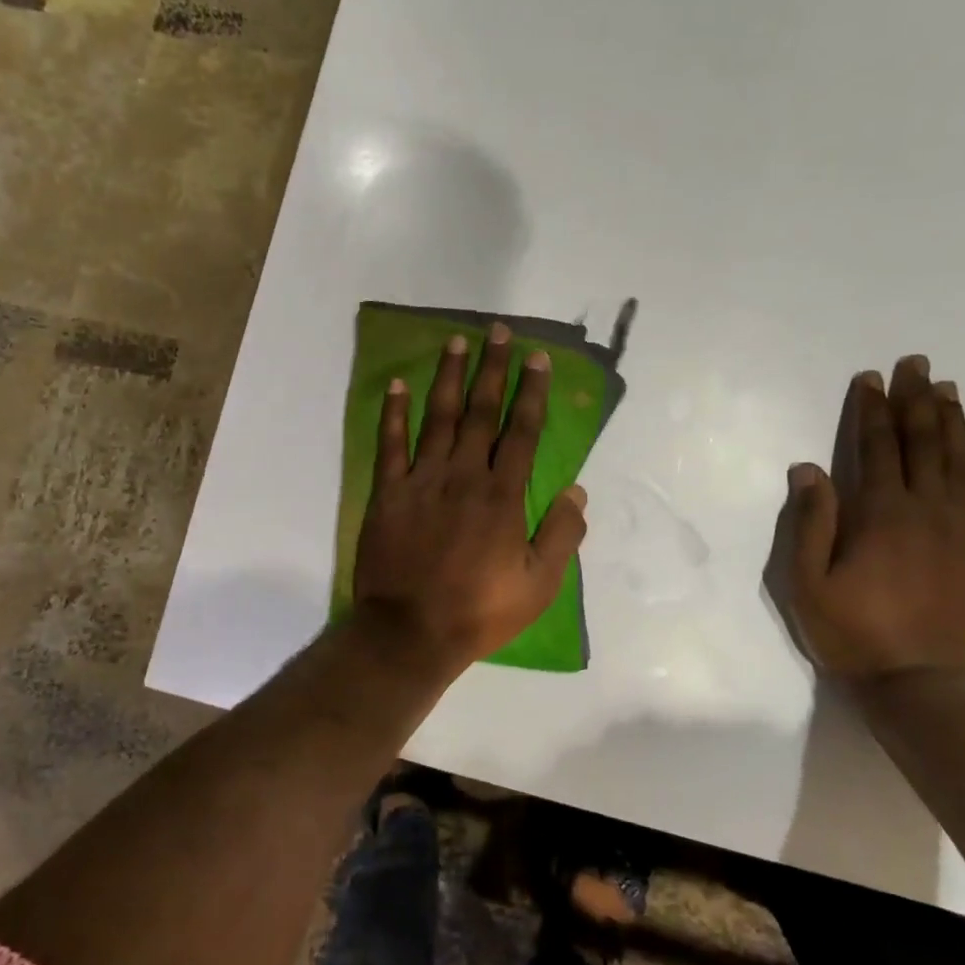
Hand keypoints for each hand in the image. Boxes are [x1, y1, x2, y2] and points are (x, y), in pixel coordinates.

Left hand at [353, 324, 588, 676]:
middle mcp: (463, 476)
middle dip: (492, 368)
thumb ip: (562, 535)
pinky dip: (392, 413)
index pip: (521, 431)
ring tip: (455, 341)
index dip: (531, 392)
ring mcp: (421, 481)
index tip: (537, 358)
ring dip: (448, 377)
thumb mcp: (539, 585)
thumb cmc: (479, 611)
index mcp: (502, 495)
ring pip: (437, 418)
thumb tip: (577, 490)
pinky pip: (389, 445)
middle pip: (480, 411)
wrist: (410, 633)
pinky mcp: (387, 494)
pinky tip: (396, 385)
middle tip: (497, 330)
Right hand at [768, 354, 964, 680]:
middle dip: (916, 401)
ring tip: (949, 389)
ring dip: (954, 423)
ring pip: (962, 464)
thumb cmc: (852, 634)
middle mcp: (927, 511)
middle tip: (916, 364)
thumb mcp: (807, 583)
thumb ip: (811, 522)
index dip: (872, 410)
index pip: (876, 448)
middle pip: (923, 444)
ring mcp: (964, 533)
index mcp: (880, 514)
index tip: (870, 378)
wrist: (921, 687)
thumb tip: (808, 468)